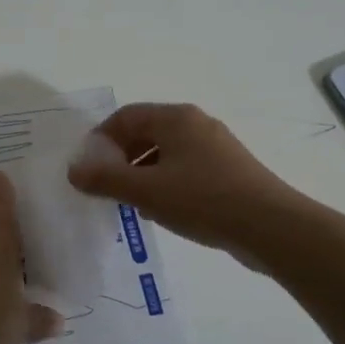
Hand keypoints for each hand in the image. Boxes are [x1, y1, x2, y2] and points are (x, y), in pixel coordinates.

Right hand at [67, 102, 300, 255]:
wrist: (271, 227)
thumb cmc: (203, 200)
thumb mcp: (145, 191)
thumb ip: (105, 179)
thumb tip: (73, 170)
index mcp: (175, 119)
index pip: (126, 116)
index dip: (100, 139)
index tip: (87, 168)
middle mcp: (196, 124)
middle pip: (145, 132)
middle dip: (120, 158)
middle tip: (105, 187)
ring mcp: (216, 147)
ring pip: (165, 153)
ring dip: (141, 173)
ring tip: (131, 203)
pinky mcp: (229, 171)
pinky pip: (185, 168)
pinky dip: (165, 183)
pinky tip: (163, 210)